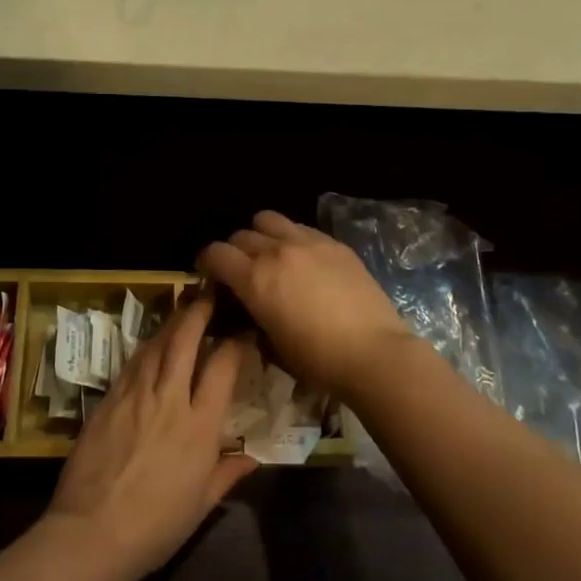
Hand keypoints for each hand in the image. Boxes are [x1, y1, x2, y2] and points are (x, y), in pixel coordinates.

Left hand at [44, 295, 256, 580]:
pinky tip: (151, 343)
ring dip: (171, 323)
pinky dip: (146, 347)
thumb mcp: (201, 504)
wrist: (92, 534)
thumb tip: (252, 458)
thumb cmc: (156, 526)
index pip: (222, 367)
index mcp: (199, 426)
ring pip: (156, 344)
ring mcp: (135, 395)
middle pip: (185, 340)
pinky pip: (131, 363)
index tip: (243, 330)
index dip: (235, 342)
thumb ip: (228, 473)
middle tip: (209, 294)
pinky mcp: (108, 400)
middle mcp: (169, 399)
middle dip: (199, 312)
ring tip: (183, 310)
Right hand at [197, 210, 421, 398]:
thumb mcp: (272, 345)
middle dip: (234, 252)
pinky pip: (301, 228)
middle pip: (240, 236)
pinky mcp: (334, 243)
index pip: (215, 253)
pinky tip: (304, 260)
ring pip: (268, 220)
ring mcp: (307, 242)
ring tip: (271, 256)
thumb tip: (247, 307)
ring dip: (261, 235)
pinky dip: (292, 238)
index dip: (206, 263)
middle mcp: (276, 251)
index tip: (210, 276)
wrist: (374, 352)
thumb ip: (252, 316)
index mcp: (255, 278)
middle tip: (242, 272)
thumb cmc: (318, 360)